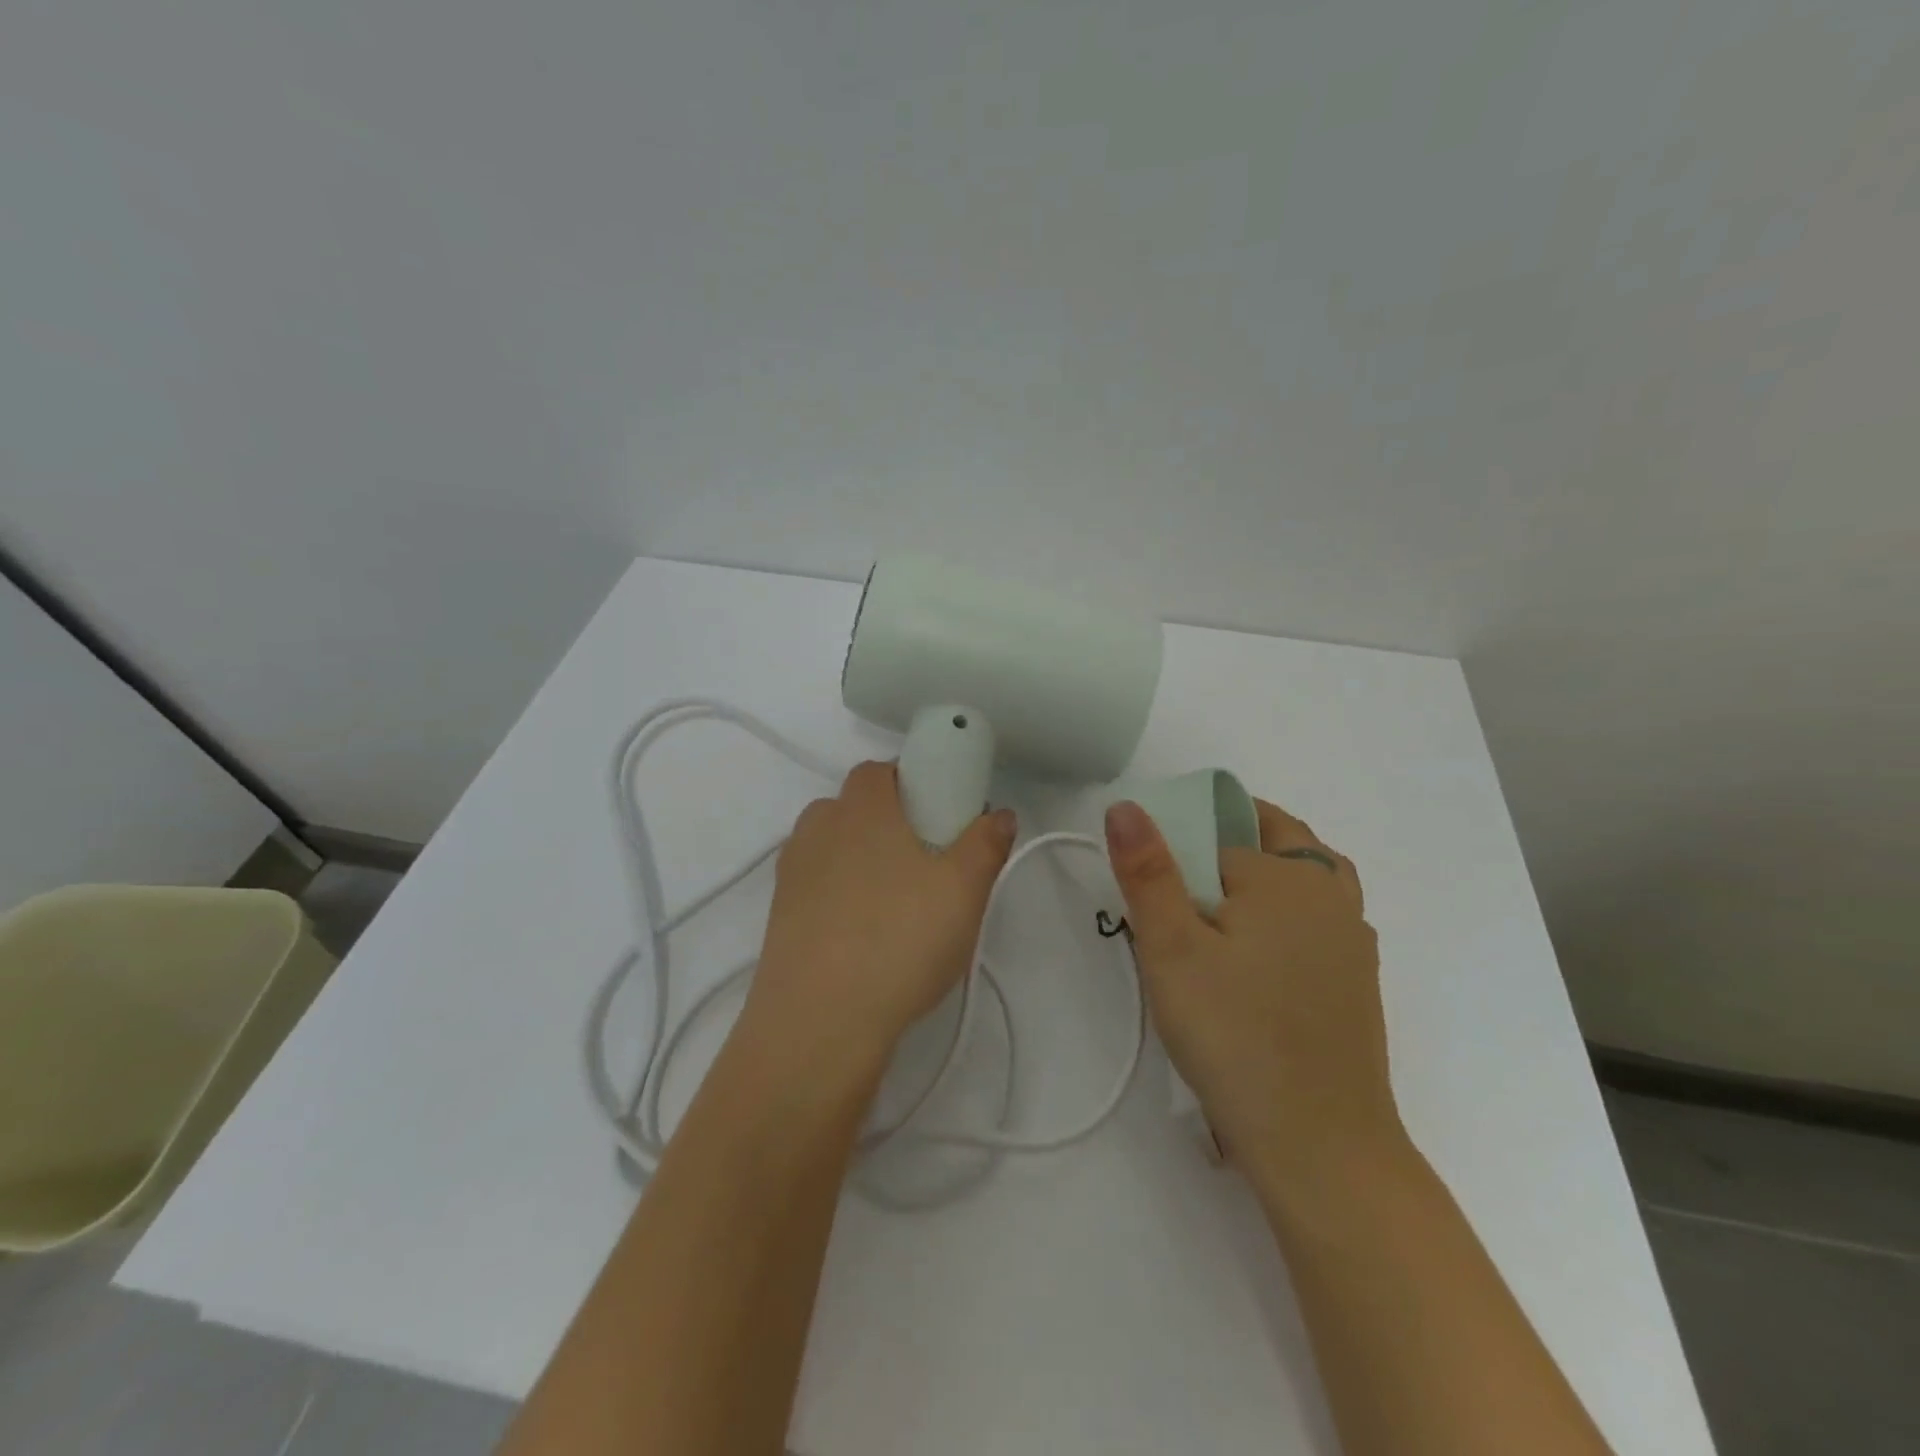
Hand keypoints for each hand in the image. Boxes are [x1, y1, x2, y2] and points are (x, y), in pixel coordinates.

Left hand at [741, 761, 1016, 1086]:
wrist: (819, 1022)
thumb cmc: (900, 939)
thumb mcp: (964, 890)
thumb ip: (986, 843)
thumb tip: (999, 814)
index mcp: (860, 807)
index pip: (880, 770)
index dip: (912, 782)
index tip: (941, 817)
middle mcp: (818, 828)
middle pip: (855, 807)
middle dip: (890, 823)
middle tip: (929, 864)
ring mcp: (791, 873)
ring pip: (834, 848)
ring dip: (863, 860)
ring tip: (897, 905)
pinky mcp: (778, 915)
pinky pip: (817, 887)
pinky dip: (841, 896)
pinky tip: (865, 935)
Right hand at [1104, 797, 1404, 1196]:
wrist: (1320, 1144)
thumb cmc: (1234, 1036)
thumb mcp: (1171, 950)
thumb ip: (1148, 872)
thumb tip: (1126, 804)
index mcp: (1286, 875)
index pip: (1218, 837)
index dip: (1179, 855)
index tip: (1152, 895)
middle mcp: (1329, 893)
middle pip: (1277, 837)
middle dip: (1229, 842)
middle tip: (1183, 888)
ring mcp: (1352, 937)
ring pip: (1306, 875)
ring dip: (1266, 873)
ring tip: (1220, 910)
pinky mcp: (1358, 978)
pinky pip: (1320, 917)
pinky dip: (1289, 912)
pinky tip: (1259, 957)